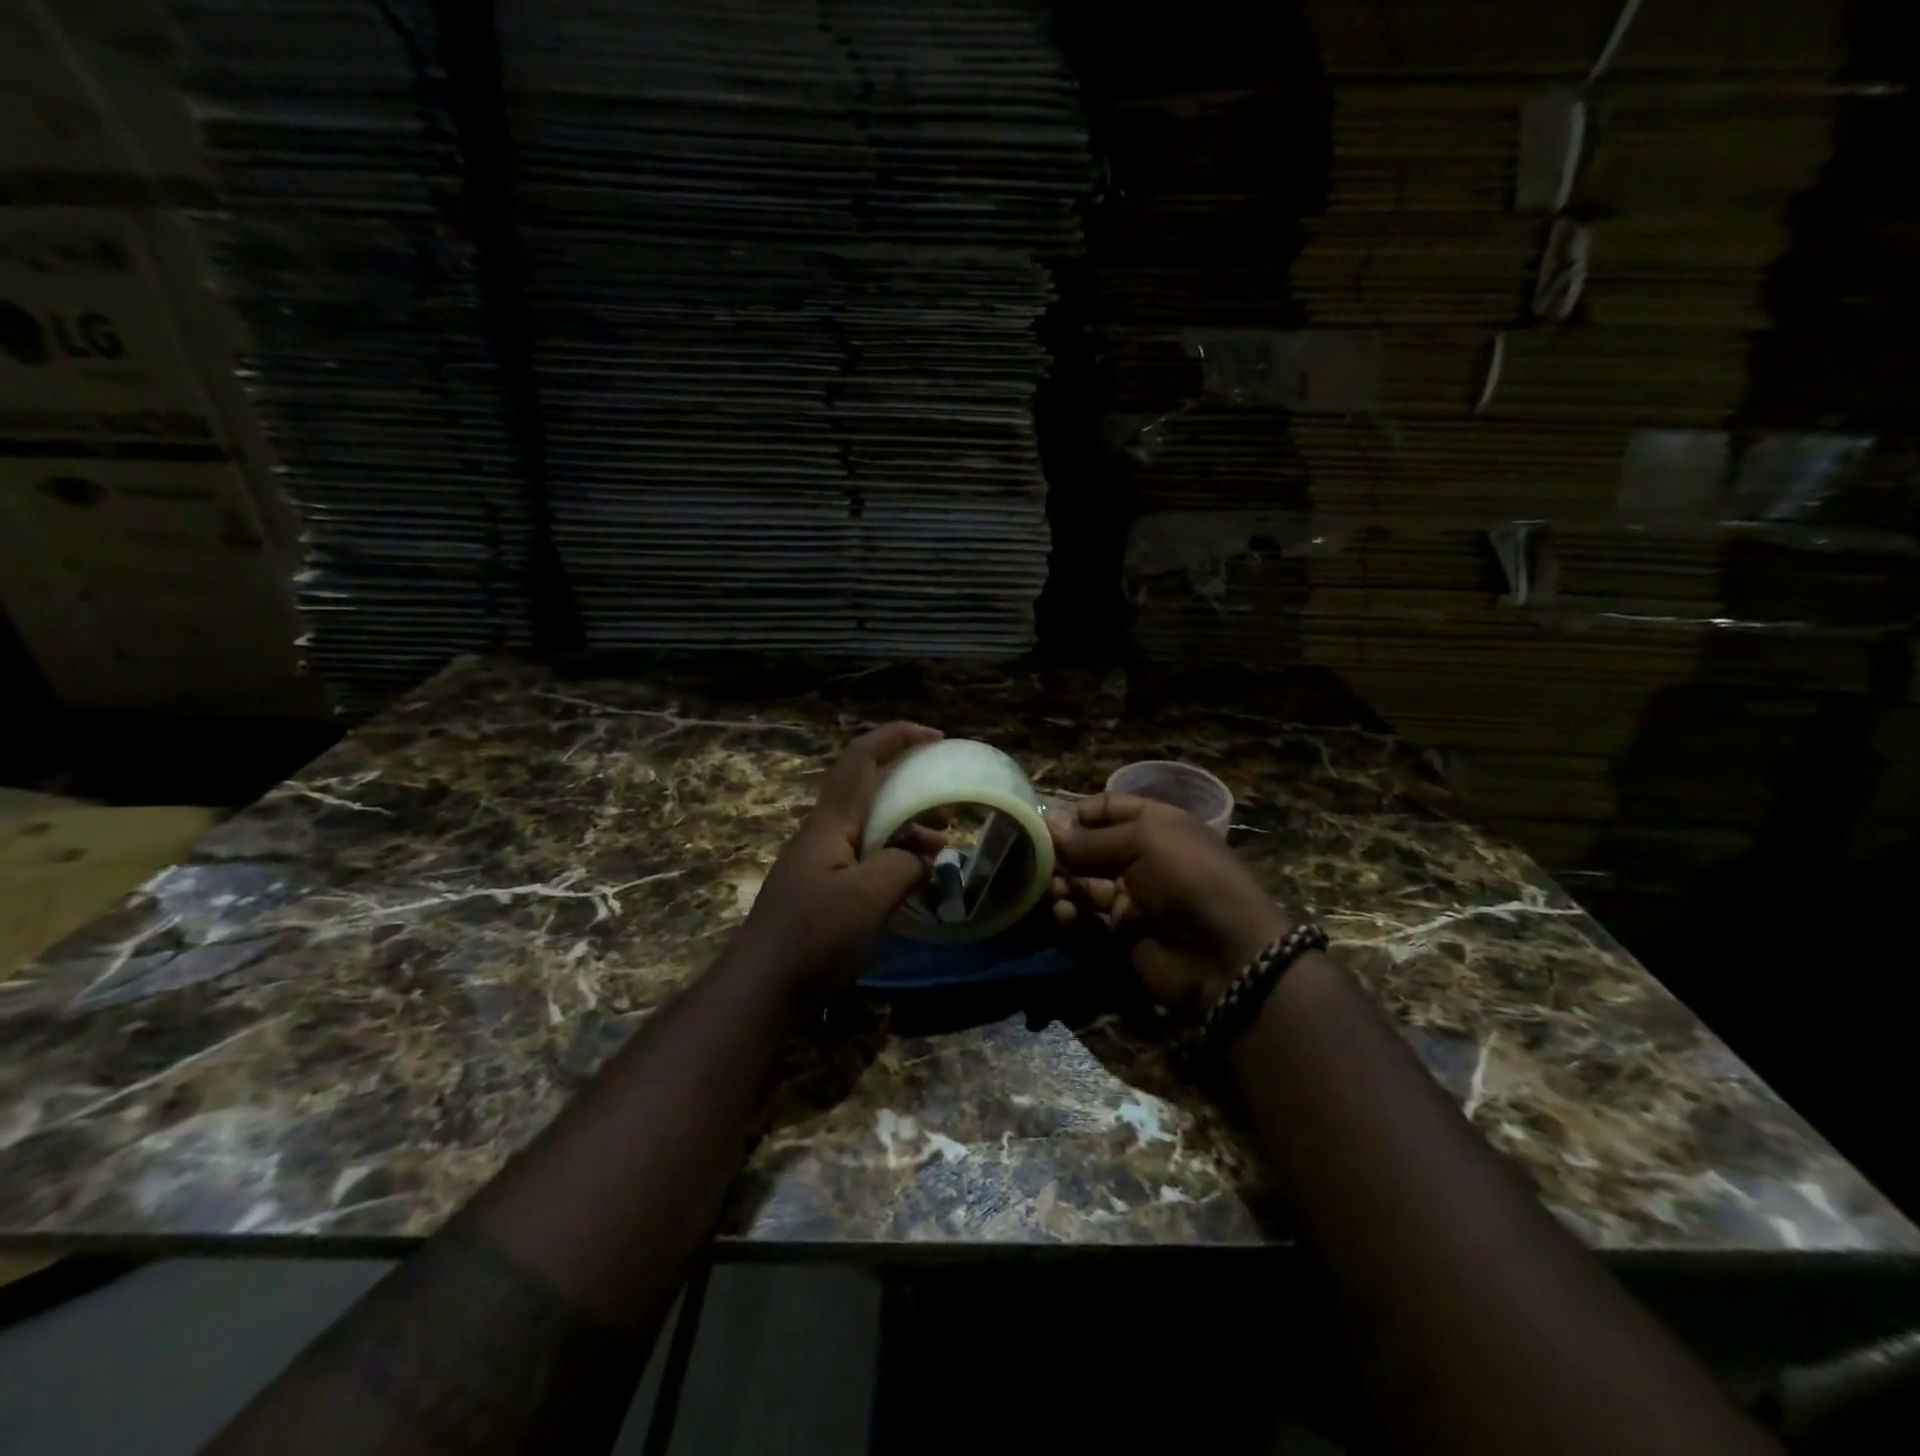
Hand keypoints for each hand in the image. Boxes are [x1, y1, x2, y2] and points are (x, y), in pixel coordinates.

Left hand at [730, 722, 942, 997]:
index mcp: (831, 823)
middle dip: (910, 787)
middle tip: (947, 808)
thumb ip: (903, 865)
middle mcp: (825, 834)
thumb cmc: (813, 936)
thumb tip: (923, 858)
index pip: (862, 759)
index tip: (937, 737)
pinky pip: (867, 859)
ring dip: (907, 829)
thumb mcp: (869, 897)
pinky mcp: (825, 891)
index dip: (897, 737)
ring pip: (871, 828)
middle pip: (869, 790)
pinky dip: (896, 860)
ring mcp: (822, 863)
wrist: (762, 989)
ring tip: (941, 851)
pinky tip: (916, 884)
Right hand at [1048, 792, 1288, 1014]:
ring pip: (1085, 885)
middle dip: (1064, 852)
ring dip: (1065, 884)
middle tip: (1035, 858)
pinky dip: (1073, 916)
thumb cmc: (1188, 879)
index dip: (1077, 814)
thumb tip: (1047, 823)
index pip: (1107, 809)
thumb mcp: (1143, 843)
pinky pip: (1089, 921)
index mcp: (1155, 826)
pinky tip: (1064, 913)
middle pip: (1091, 848)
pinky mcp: (1122, 935)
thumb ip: (1090, 839)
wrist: (1227, 955)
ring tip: (1054, 889)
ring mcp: (1132, 898)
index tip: (1044, 823)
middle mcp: (1142, 859)